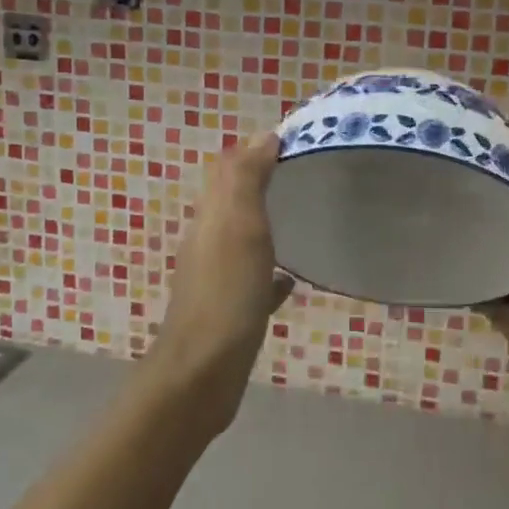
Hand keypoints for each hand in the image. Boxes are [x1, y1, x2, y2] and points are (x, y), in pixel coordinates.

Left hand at [151, 132, 294, 438]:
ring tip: (303, 217)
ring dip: (266, 225)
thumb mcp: (238, 225)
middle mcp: (209, 243)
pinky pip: (254, 281)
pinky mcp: (230, 312)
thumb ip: (246, 179)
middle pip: (235, 203)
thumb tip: (263, 135)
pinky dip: (271, 272)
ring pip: (244, 240)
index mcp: (210, 218)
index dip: (256, 151)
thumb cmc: (226, 293)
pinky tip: (291, 279)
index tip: (295, 141)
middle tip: (305, 174)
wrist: (202, 374)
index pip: (229, 171)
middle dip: (263, 183)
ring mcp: (217, 279)